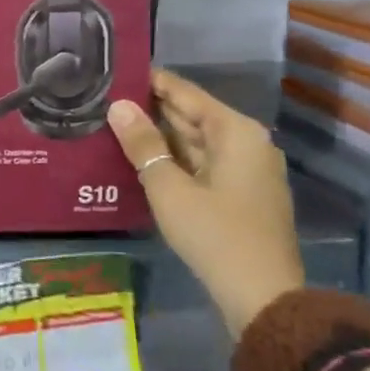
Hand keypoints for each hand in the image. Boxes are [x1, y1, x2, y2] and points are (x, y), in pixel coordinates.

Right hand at [108, 70, 304, 339]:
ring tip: (114, 124)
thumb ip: (143, 144)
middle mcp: (247, 142)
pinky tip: (141, 158)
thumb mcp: (169, 188)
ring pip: (196, 141)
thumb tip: (117, 106)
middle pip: (192, 115)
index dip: (150, 81)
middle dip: (151, 109)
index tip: (114, 71)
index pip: (185, 92)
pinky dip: (174, 158)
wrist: (263, 299)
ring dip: (160, 135)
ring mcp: (247, 170)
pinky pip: (202, 163)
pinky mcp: (241, 194)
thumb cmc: (215, 235)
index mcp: (236, 131)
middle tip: (105, 99)